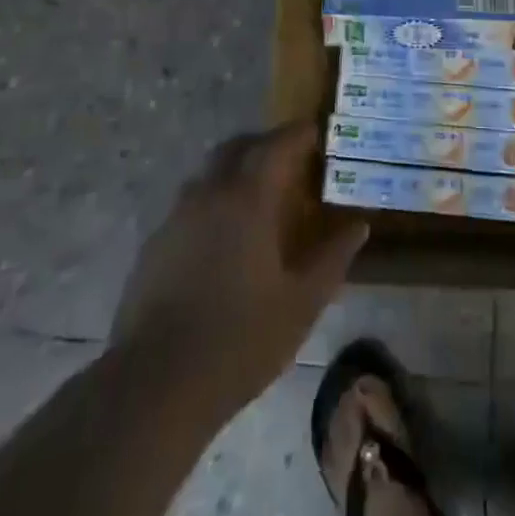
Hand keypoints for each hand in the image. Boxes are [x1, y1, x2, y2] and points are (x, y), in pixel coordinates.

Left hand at [111, 121, 367, 417]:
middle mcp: (210, 194)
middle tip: (292, 159)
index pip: (277, 145)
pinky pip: (191, 204)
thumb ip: (333, 257)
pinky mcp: (155, 244)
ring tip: (261, 197)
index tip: (318, 131)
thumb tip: (359, 226)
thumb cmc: (241, 340)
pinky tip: (226, 237)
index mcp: (248, 200)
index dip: (299, 133)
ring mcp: (177, 217)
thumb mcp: (302, 302)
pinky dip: (214, 201)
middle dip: (265, 144)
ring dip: (237, 171)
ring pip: (210, 173)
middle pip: (238, 147)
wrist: (156, 384)